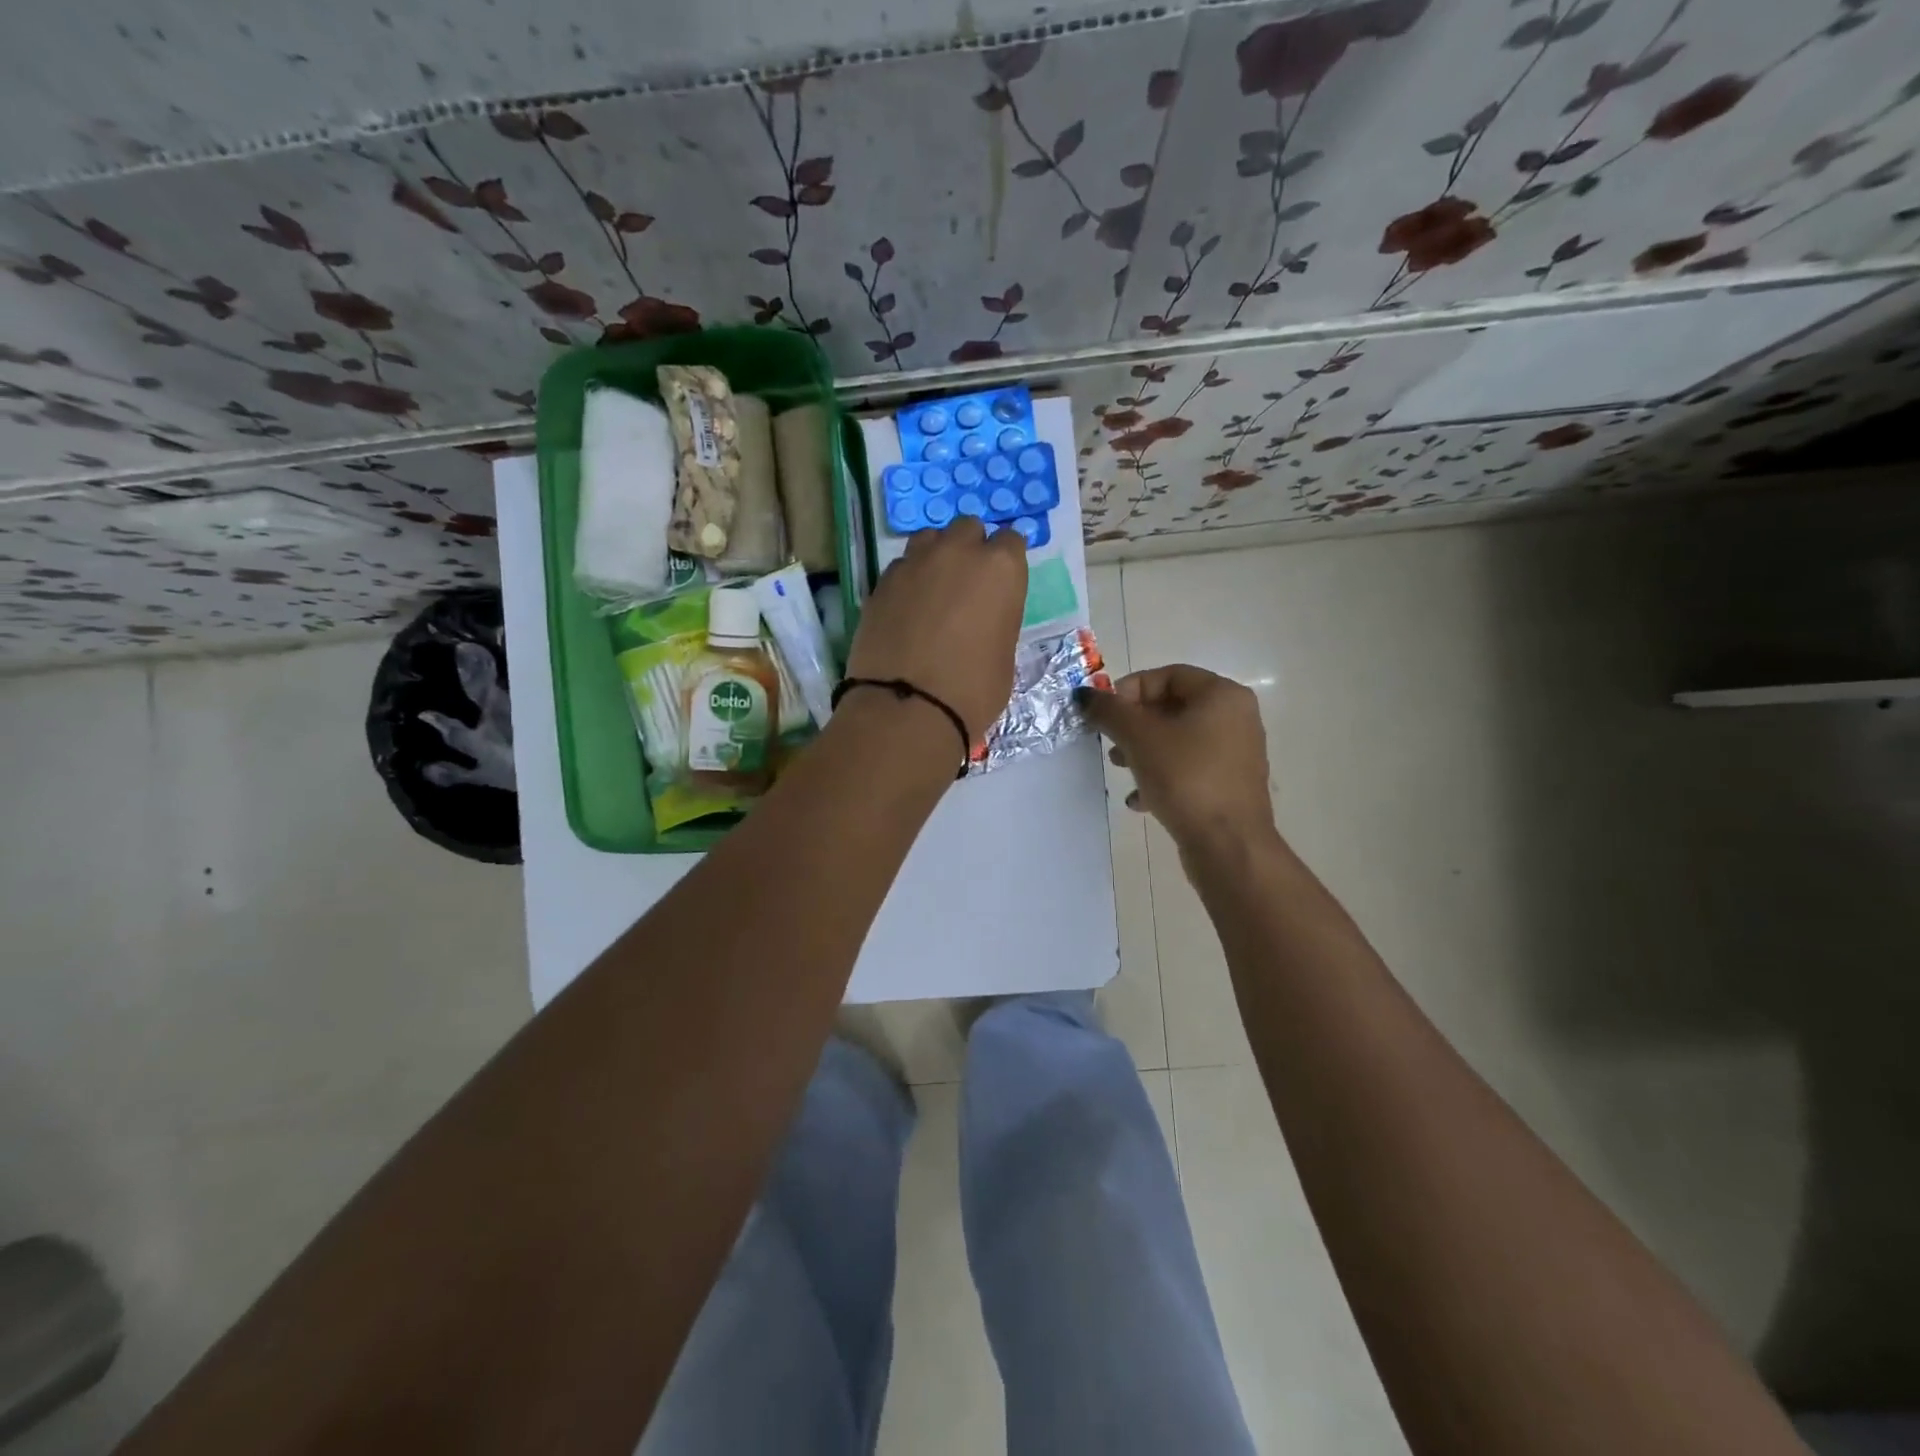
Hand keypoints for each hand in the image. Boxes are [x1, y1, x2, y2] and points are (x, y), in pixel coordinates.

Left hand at [845, 519, 1027, 739]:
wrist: (907, 708)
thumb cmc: (972, 691)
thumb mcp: (1005, 657)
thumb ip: (997, 621)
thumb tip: (983, 620)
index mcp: (1000, 568)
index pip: (1011, 541)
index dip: (1007, 561)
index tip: (1002, 583)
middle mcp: (958, 552)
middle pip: (967, 528)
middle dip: (970, 548)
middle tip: (967, 584)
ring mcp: (914, 563)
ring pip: (929, 539)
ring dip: (936, 555)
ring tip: (934, 589)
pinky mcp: (881, 582)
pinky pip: (901, 567)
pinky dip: (908, 580)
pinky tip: (907, 608)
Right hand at [1079, 665, 1275, 850]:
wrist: (1229, 845)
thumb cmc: (1186, 778)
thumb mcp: (1139, 738)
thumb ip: (1109, 711)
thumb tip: (1083, 695)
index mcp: (1222, 695)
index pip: (1168, 675)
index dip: (1130, 689)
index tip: (1106, 714)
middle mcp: (1236, 718)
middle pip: (1172, 707)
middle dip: (1134, 723)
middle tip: (1110, 742)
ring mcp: (1235, 753)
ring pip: (1178, 740)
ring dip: (1143, 750)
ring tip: (1120, 769)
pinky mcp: (1229, 785)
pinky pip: (1189, 769)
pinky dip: (1162, 776)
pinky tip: (1139, 800)